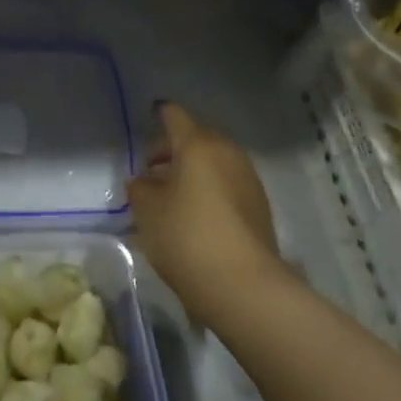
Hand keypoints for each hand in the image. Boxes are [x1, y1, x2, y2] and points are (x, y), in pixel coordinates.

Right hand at [129, 103, 289, 325]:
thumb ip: (140, 187)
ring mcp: (248, 178)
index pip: (174, 116)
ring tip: (170, 199)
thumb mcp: (147, 211)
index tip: (148, 118)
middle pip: (196, 139)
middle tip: (150, 174)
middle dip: (172, 151)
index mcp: (198, 144)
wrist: (243, 285)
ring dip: (192, 173)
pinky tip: (194, 217)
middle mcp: (227, 152)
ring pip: (213, 163)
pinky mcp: (259, 206)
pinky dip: (209, 190)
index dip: (159, 115)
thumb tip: (144, 180)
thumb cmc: (186, 236)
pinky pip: (227, 185)